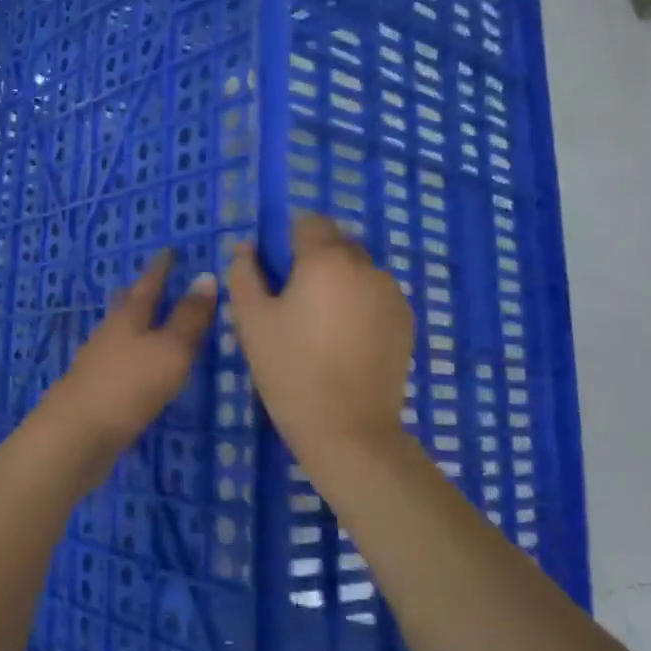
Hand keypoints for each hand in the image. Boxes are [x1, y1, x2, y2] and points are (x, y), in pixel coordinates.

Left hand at [27, 251, 216, 493]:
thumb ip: (189, 317)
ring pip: (119, 334)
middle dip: (141, 292)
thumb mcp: (170, 349)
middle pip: (126, 306)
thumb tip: (207, 276)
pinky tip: (137, 368)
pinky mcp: (95, 392)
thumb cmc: (128, 386)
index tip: (168, 250)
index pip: (148, 284)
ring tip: (150, 322)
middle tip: (154, 281)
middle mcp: (109, 334)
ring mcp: (97, 363)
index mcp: (128, 318)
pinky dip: (131, 356)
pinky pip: (118, 362)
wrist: (75, 436)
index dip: (160, 268)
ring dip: (135, 325)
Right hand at [226, 214, 413, 463]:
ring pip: (358, 270)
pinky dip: (359, 305)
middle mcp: (366, 266)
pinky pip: (375, 296)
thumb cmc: (290, 369)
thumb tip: (247, 247)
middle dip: (315, 260)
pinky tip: (345, 341)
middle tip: (293, 302)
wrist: (348, 429)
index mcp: (327, 259)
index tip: (275, 272)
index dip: (288, 240)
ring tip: (321, 326)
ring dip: (339, 282)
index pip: (309, 221)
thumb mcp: (251, 320)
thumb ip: (244, 274)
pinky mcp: (406, 321)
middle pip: (337, 243)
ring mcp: (392, 294)